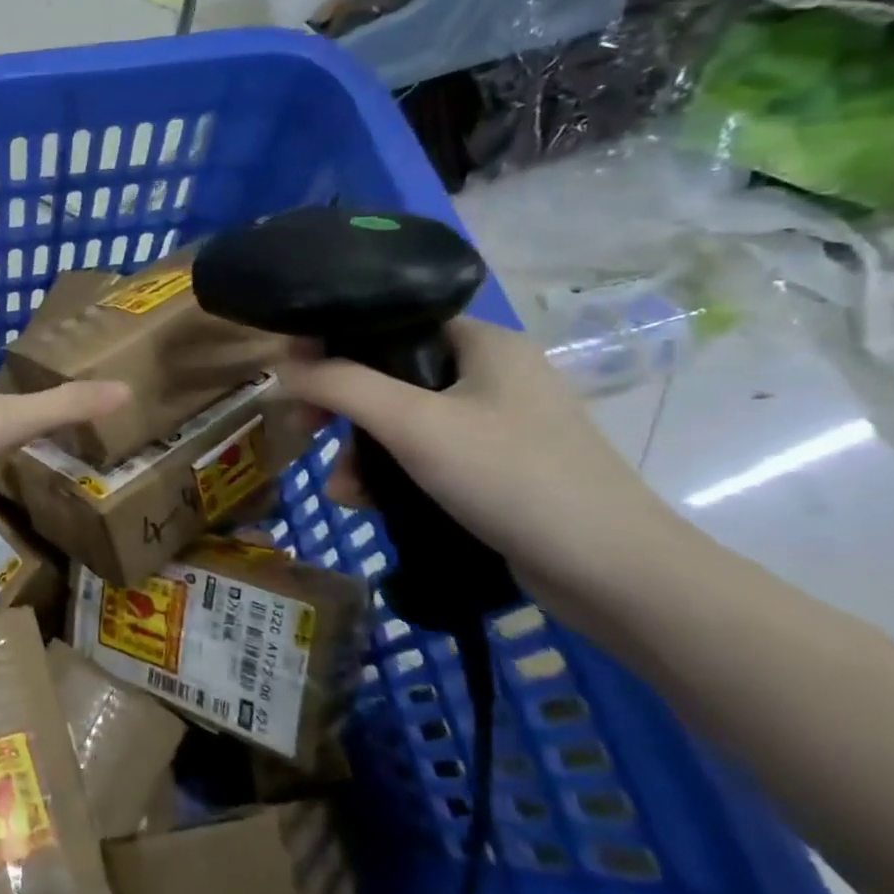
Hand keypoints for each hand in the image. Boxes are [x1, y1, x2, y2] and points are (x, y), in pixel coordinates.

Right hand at [282, 318, 680, 610]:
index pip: (392, 321)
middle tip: (308, 433)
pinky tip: (366, 503)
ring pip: (402, 421)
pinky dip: (390, 475)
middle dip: (343, 410)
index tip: (295, 377)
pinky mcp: (496, 468)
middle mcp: (491, 373)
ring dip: (360, 452)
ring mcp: (497, 423)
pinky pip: (424, 456)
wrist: (611, 572)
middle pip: (390, 375)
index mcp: (483, 342)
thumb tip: (282, 369)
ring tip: (342, 490)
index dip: (336, 343)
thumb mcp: (414, 424)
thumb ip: (342, 386)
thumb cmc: (511, 477)